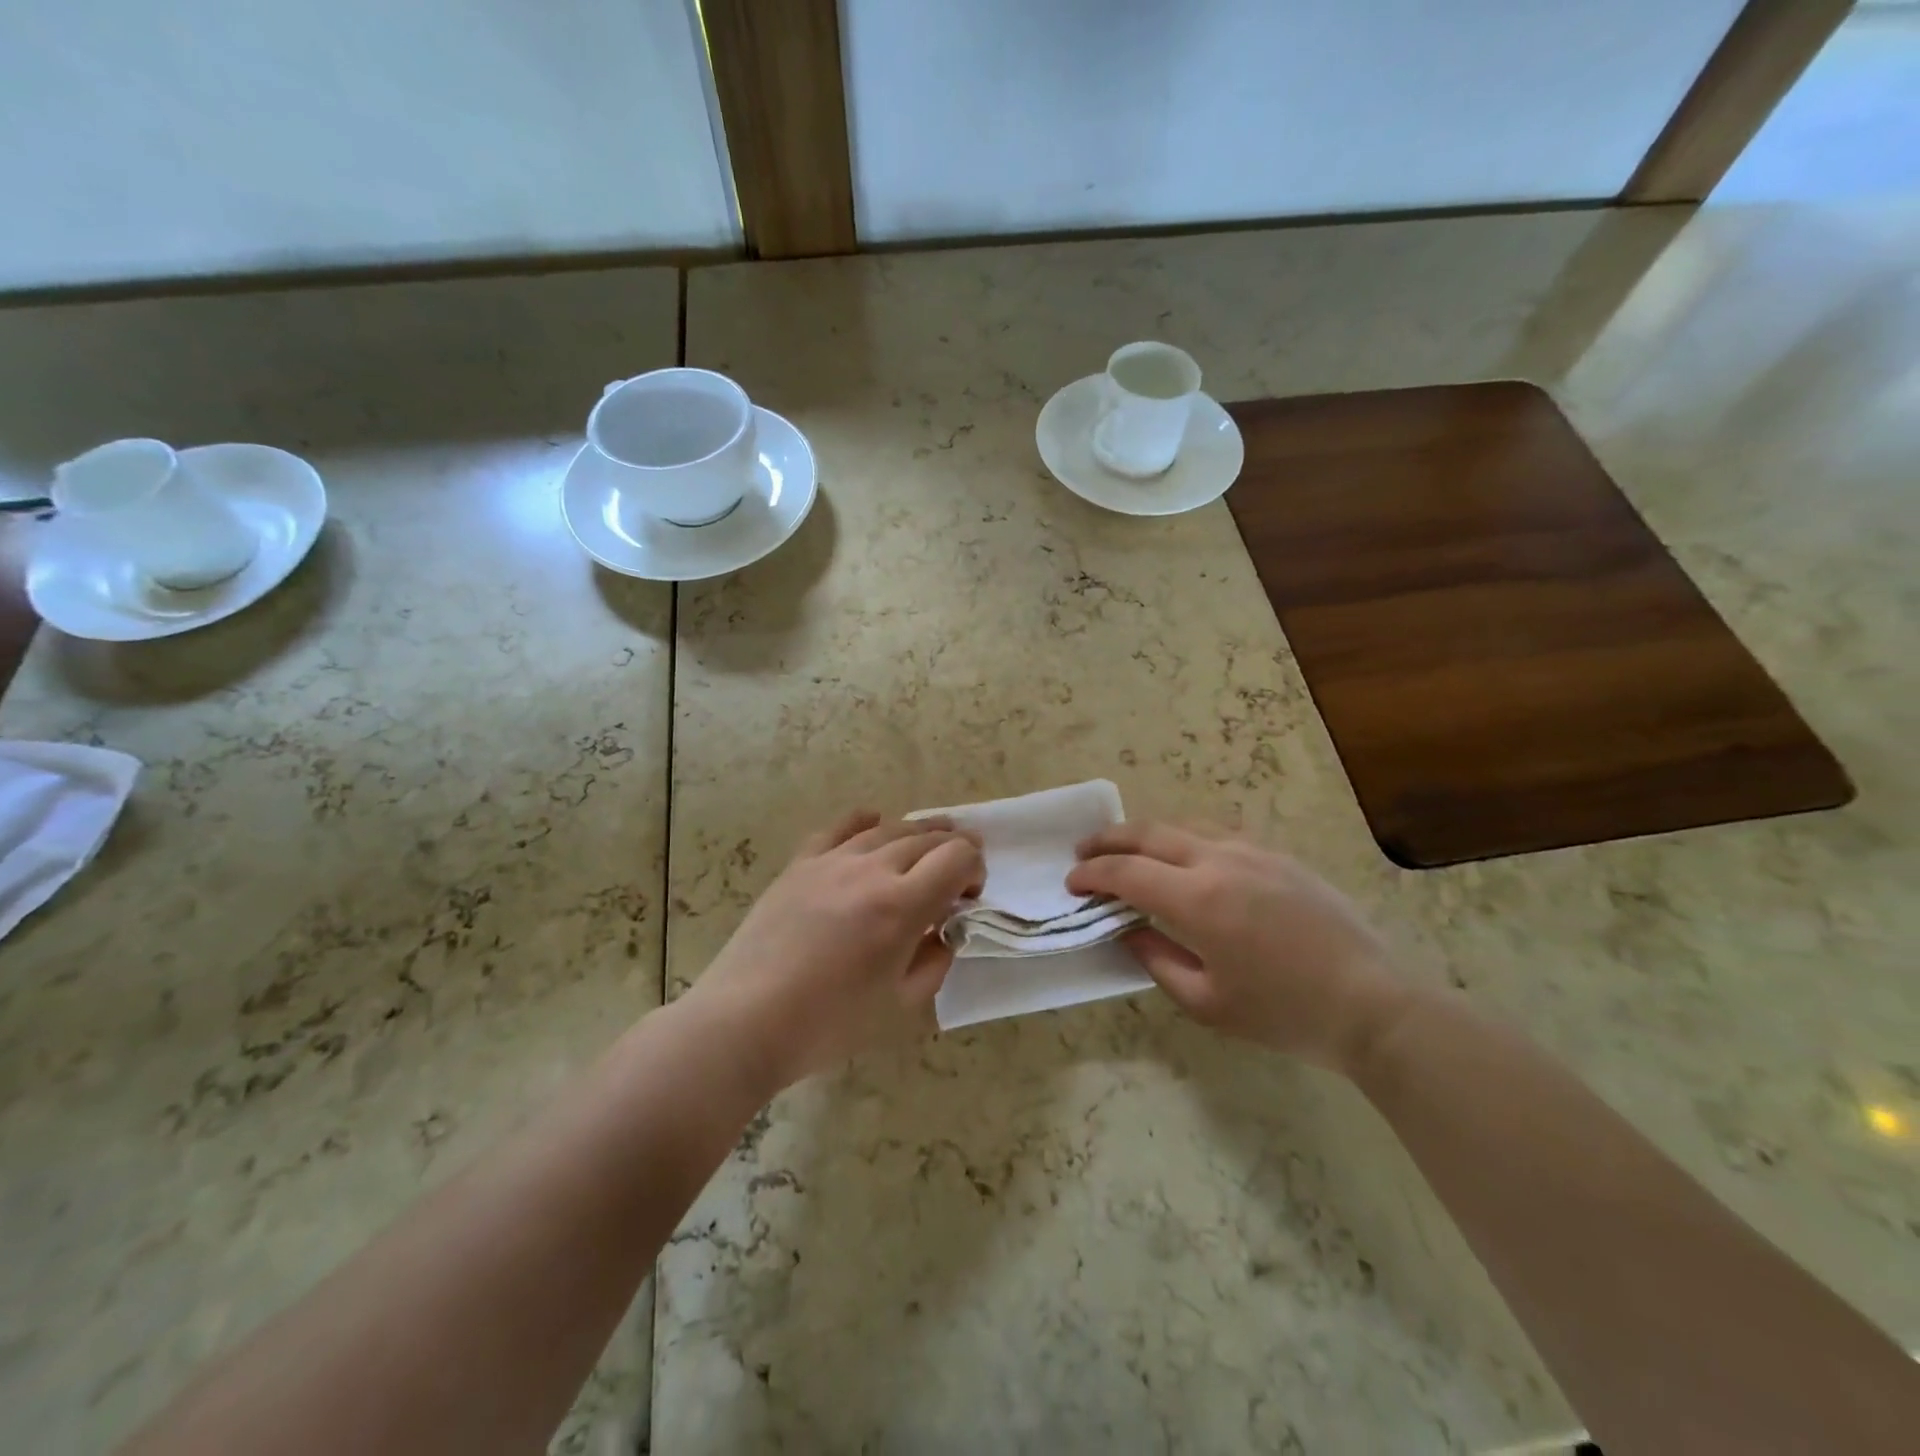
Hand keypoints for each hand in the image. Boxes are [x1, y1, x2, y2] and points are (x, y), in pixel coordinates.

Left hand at [683, 811, 983, 1093]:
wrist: (746, 1020)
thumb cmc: (829, 1025)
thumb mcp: (900, 1006)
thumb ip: (935, 961)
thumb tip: (944, 931)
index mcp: (901, 906)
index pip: (957, 858)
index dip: (975, 869)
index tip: (970, 896)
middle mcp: (871, 870)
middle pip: (927, 838)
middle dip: (953, 849)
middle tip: (958, 873)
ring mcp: (832, 861)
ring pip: (888, 829)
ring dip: (917, 833)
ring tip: (927, 845)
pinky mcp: (800, 864)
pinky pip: (838, 828)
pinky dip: (864, 821)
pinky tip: (873, 822)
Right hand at [1067, 823, 1405, 1073]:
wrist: (1373, 1004)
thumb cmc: (1285, 1014)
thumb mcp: (1207, 1003)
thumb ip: (1157, 960)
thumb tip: (1130, 931)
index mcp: (1198, 900)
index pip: (1126, 873)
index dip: (1092, 874)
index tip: (1072, 883)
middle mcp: (1220, 862)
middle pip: (1149, 834)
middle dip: (1109, 840)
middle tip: (1084, 851)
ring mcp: (1254, 852)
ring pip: (1185, 825)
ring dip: (1147, 834)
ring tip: (1129, 848)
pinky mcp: (1279, 856)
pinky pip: (1219, 833)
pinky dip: (1187, 838)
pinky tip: (1186, 856)